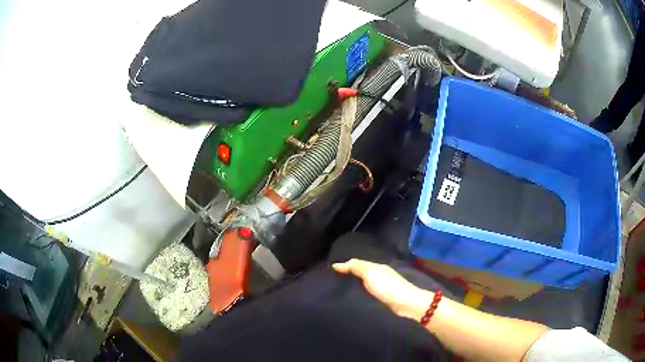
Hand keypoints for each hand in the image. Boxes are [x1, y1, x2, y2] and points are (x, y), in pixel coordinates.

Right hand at [332, 259, 432, 320]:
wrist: (406, 303)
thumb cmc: (387, 286)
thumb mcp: (370, 273)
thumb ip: (355, 267)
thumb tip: (336, 264)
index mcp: (377, 266)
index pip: (357, 263)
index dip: (345, 265)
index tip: (329, 270)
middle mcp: (379, 274)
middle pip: (361, 272)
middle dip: (348, 274)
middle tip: (331, 280)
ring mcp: (383, 286)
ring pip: (364, 282)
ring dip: (354, 283)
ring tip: (338, 289)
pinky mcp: (383, 297)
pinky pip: (367, 291)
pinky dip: (359, 292)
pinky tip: (353, 296)